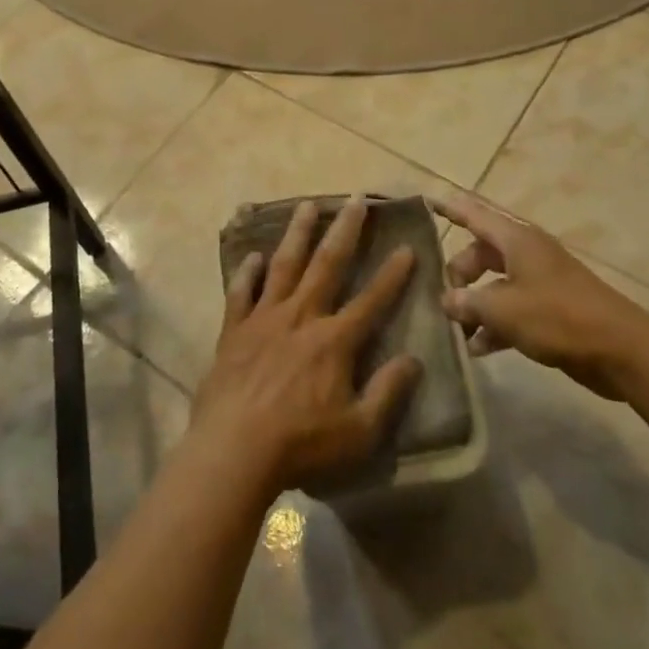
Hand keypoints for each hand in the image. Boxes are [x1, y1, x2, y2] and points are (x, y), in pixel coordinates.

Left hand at [190, 196, 423, 495]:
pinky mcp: (234, 330)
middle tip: (355, 199)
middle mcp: (301, 317)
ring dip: (297, 233)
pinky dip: (247, 272)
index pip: (372, 300)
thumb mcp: (359, 430)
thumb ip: (388, 392)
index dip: (393, 274)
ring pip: (285, 265)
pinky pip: (241, 292)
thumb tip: (414, 360)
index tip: (407, 246)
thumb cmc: (302, 444)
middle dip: (345, 230)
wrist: (234, 449)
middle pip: (327, 264)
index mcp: (334, 340)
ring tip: (307, 205)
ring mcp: (264, 319)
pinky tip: (253, 256)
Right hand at [432, 191, 648, 398]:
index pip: (474, 214)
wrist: (621, 350)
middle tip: (444, 298)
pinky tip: (478, 349)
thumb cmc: (558, 317)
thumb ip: (467, 302)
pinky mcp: (550, 309)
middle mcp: (527, 253)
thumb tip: (447, 301)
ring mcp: (540, 281)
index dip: (451, 209)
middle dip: (460, 272)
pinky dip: (495, 324)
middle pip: (481, 252)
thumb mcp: (503, 309)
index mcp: (516, 240)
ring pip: (495, 283)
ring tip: (456, 330)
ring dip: (475, 304)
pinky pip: (512, 309)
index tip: (427, 201)